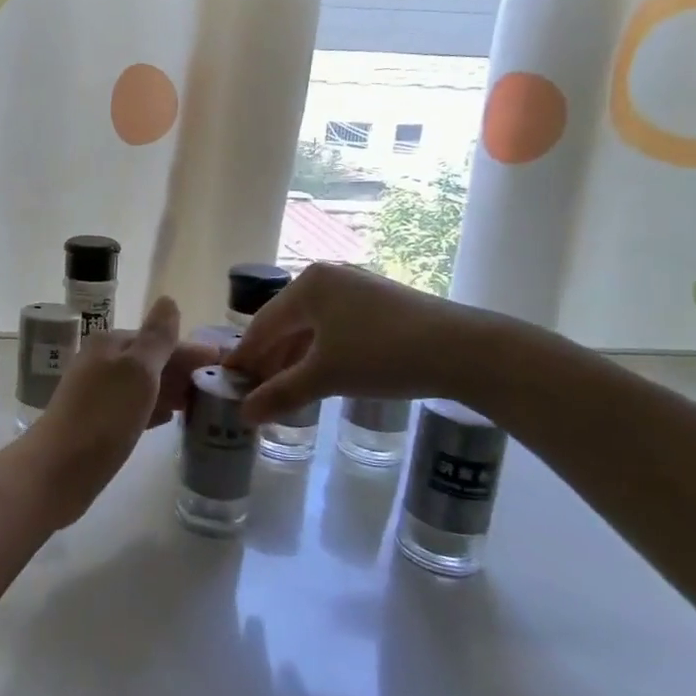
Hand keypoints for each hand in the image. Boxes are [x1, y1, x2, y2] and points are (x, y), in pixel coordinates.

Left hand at [22, 296, 215, 528]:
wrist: (59, 469)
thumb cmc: (104, 416)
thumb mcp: (137, 371)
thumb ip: (156, 338)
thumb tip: (168, 300)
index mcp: (109, 344)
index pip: (158, 339)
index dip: (190, 351)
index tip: (224, 363)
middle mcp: (100, 363)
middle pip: (150, 361)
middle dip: (183, 371)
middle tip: (220, 387)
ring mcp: (96, 394)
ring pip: (142, 385)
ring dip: (171, 390)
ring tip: (202, 403)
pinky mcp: (96, 424)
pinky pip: (133, 408)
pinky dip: (154, 408)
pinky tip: (170, 419)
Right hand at [224, 263, 491, 423]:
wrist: (467, 351)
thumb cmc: (383, 355)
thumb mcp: (325, 377)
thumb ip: (280, 394)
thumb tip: (243, 416)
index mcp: (307, 285)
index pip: (261, 325)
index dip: (244, 357)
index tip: (228, 384)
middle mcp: (327, 279)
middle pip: (284, 324)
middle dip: (269, 360)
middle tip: (254, 393)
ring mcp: (356, 288)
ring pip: (310, 328)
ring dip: (294, 359)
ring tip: (283, 390)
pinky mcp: (380, 304)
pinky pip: (335, 328)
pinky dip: (320, 353)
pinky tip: (319, 376)